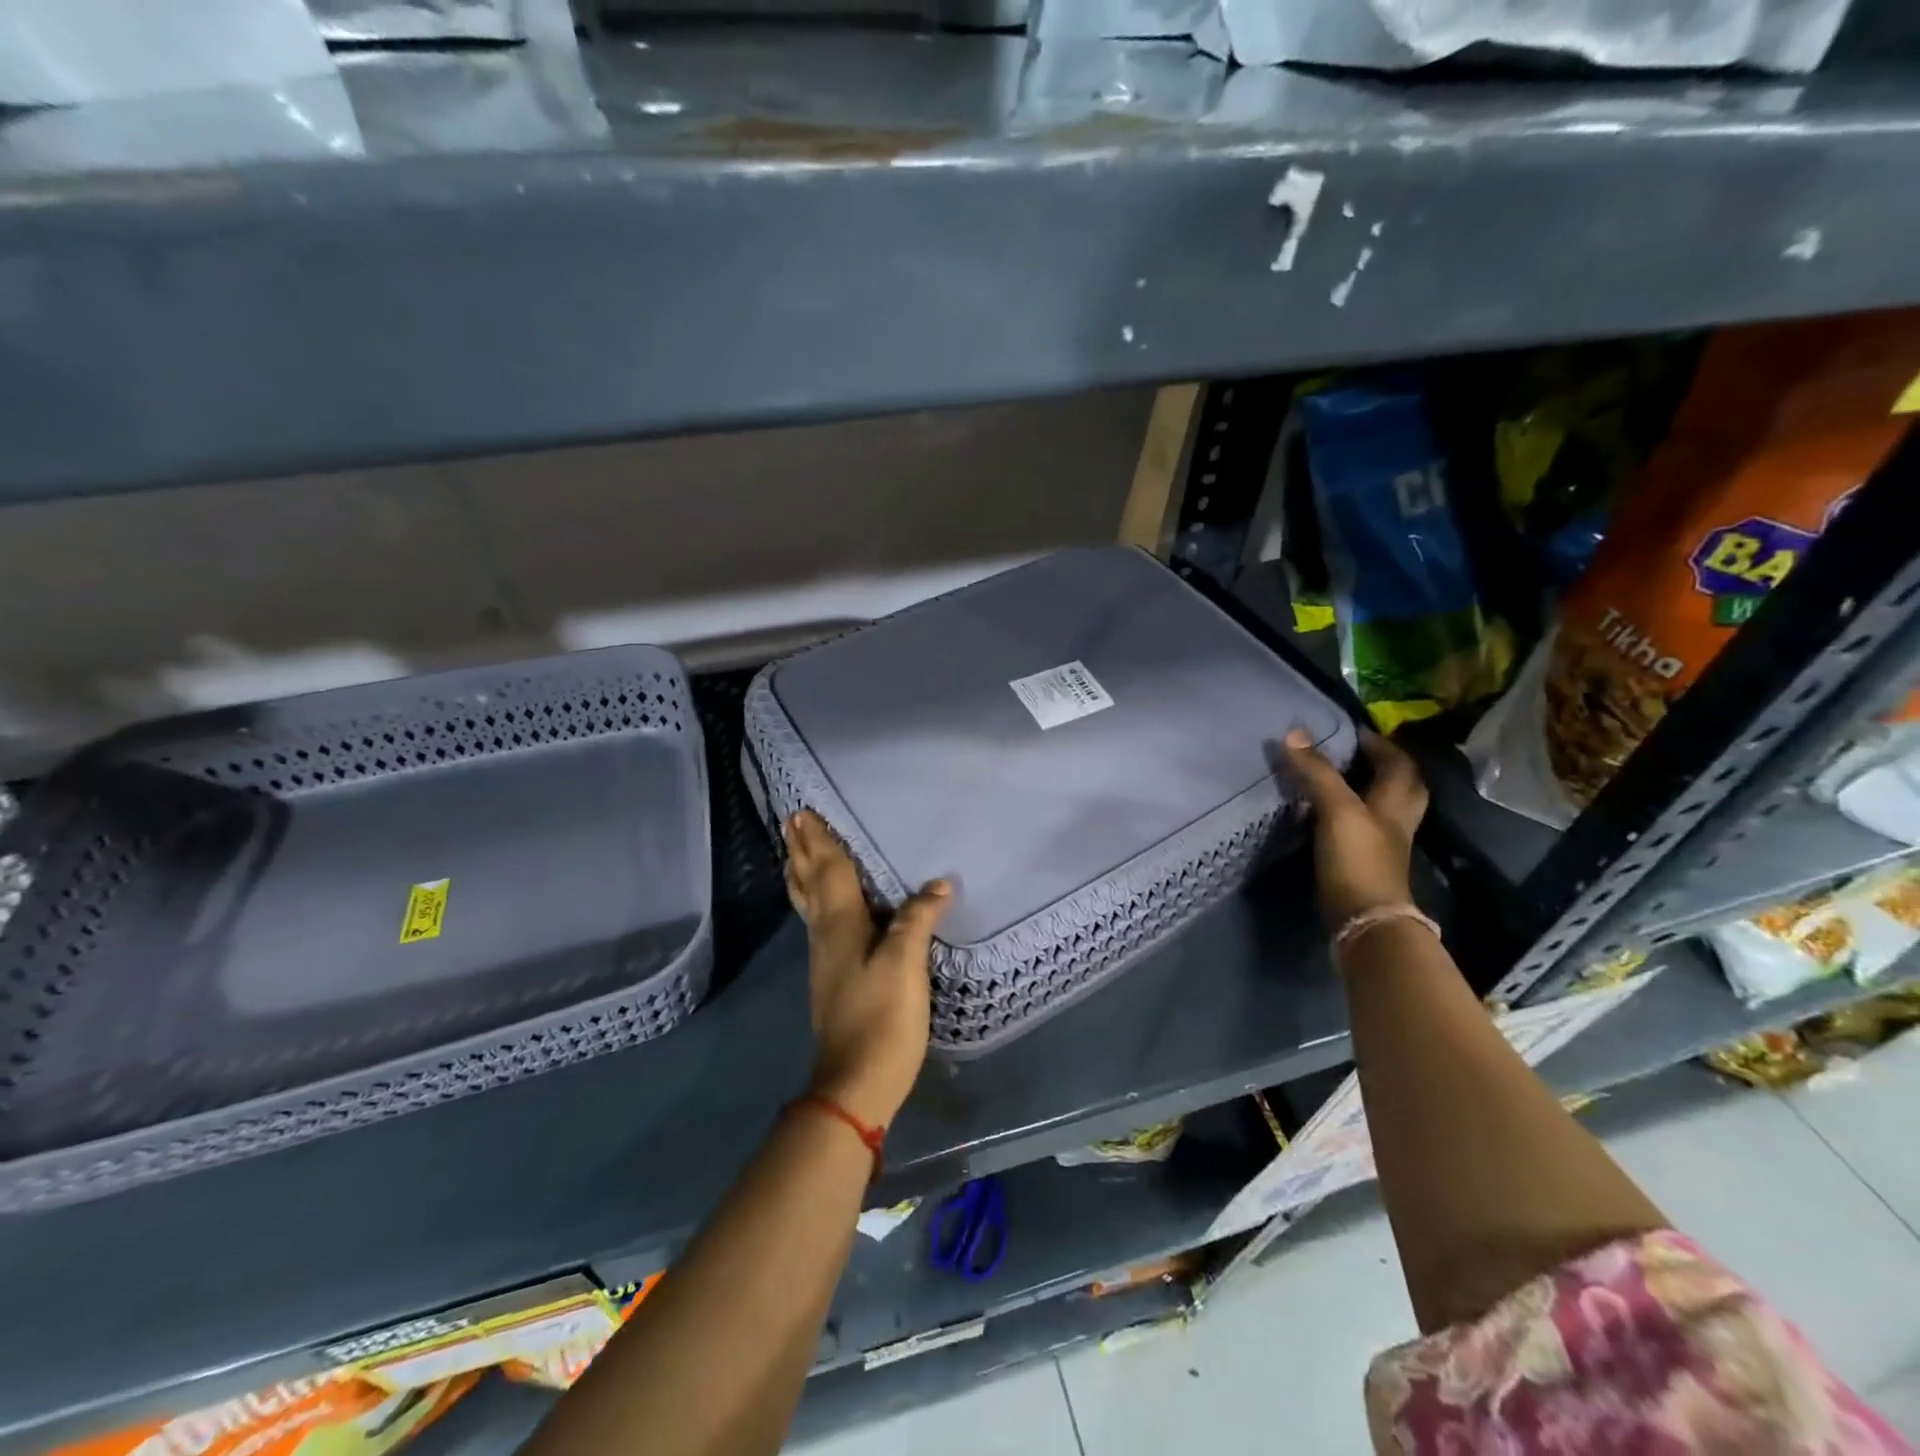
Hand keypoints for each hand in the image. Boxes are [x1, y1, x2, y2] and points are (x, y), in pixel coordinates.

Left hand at [783, 810, 950, 1127]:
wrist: (857, 1082)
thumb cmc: (882, 1017)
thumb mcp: (906, 964)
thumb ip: (917, 919)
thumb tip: (936, 883)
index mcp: (841, 925)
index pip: (829, 871)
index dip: (819, 842)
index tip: (803, 813)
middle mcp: (825, 935)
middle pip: (810, 884)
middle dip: (802, 851)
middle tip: (791, 823)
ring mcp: (825, 959)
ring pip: (809, 903)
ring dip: (802, 873)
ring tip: (795, 853)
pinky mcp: (833, 978)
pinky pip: (818, 922)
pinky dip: (813, 899)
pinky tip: (821, 906)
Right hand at [1282, 727, 1428, 925]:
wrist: (1365, 921)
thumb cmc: (1358, 859)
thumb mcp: (1337, 809)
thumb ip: (1317, 772)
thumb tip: (1295, 731)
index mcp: (1395, 801)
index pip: (1397, 763)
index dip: (1379, 744)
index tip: (1352, 730)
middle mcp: (1396, 820)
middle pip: (1402, 785)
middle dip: (1386, 766)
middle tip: (1358, 753)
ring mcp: (1383, 844)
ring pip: (1384, 807)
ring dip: (1369, 789)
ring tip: (1341, 777)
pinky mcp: (1366, 863)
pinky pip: (1364, 828)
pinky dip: (1351, 814)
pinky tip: (1330, 814)